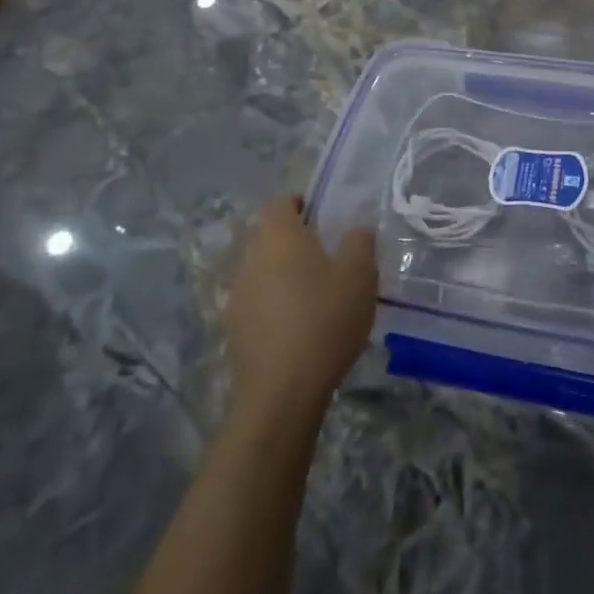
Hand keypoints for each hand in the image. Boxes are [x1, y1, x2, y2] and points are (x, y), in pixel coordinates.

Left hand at [226, 198, 376, 426]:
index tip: (324, 217)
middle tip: (328, 256)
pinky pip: (258, 302)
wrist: (282, 391)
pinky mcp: (234, 329)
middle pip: (268, 236)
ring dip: (284, 274)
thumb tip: (355, 229)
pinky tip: (300, 327)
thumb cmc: (325, 319)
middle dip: (294, 241)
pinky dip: (276, 305)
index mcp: (279, 237)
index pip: (279, 203)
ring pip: (262, 270)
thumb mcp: (360, 275)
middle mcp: (251, 259)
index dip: (299, 203)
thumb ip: (359, 242)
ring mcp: (237, 295)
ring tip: (317, 295)